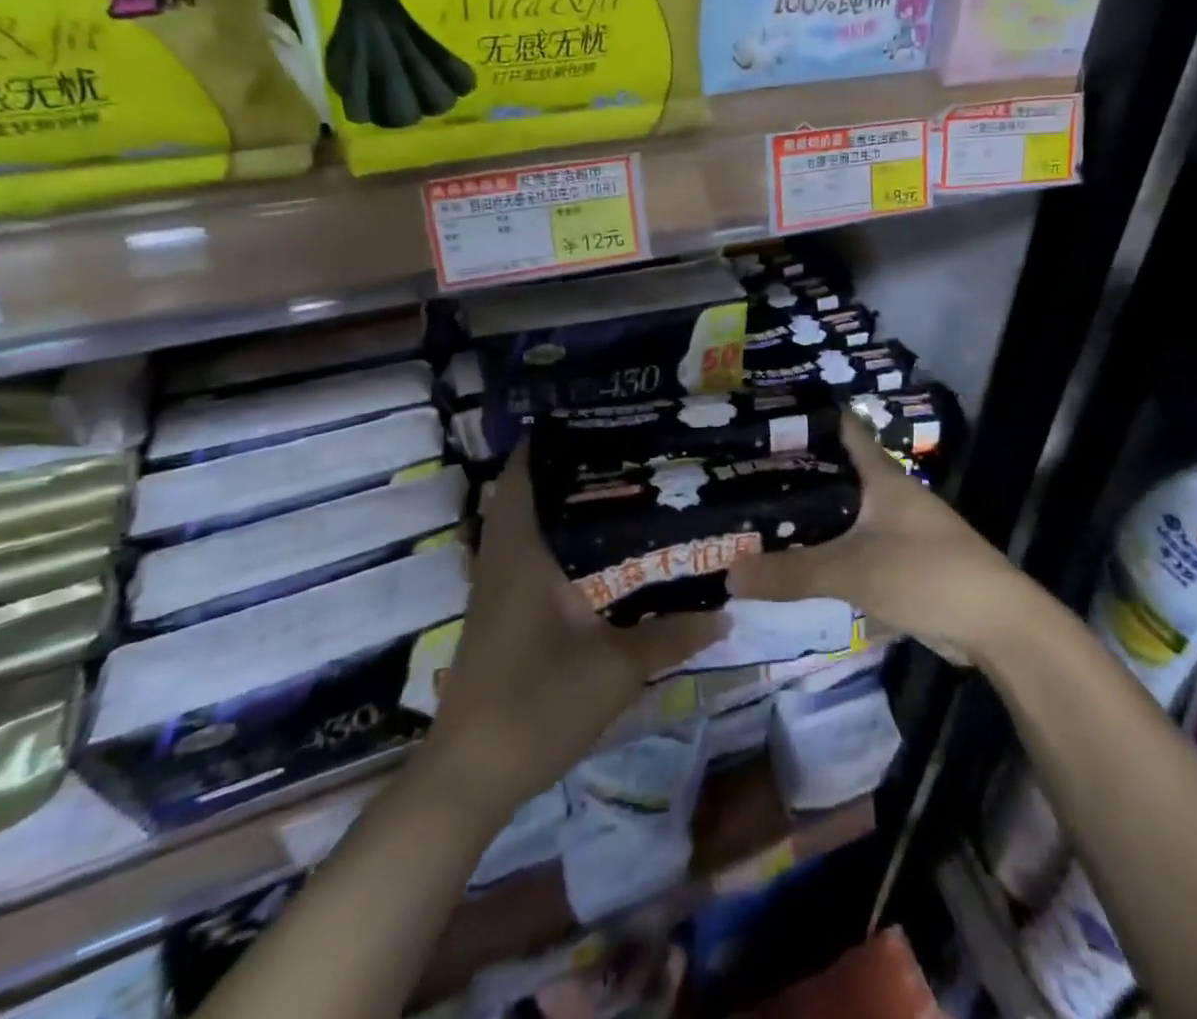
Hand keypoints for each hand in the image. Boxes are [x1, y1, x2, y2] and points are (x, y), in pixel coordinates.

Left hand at [417, 440, 726, 820]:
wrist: (470, 776)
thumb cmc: (539, 704)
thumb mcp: (617, 669)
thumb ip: (672, 636)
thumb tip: (726, 613)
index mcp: (523, 552)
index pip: (523, 474)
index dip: (550, 440)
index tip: (596, 420)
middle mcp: (503, 558)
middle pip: (527, 492)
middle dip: (570, 469)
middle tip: (626, 454)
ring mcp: (497, 588)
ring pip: (526, 525)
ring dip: (563, 506)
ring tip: (621, 491)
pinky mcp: (500, 613)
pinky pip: (528, 554)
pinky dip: (558, 540)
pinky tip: (600, 554)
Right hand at [727, 414, 1029, 664]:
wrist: (995, 624)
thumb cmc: (926, 574)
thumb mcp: (852, 570)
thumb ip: (791, 573)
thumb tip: (728, 574)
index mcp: (882, 476)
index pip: (841, 428)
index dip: (805, 418)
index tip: (762, 418)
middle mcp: (889, 493)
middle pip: (836, 472)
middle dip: (794, 473)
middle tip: (741, 474)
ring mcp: (898, 528)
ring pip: (843, 511)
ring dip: (809, 514)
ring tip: (758, 514)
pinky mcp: (901, 561)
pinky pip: (852, 545)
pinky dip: (826, 548)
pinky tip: (795, 559)